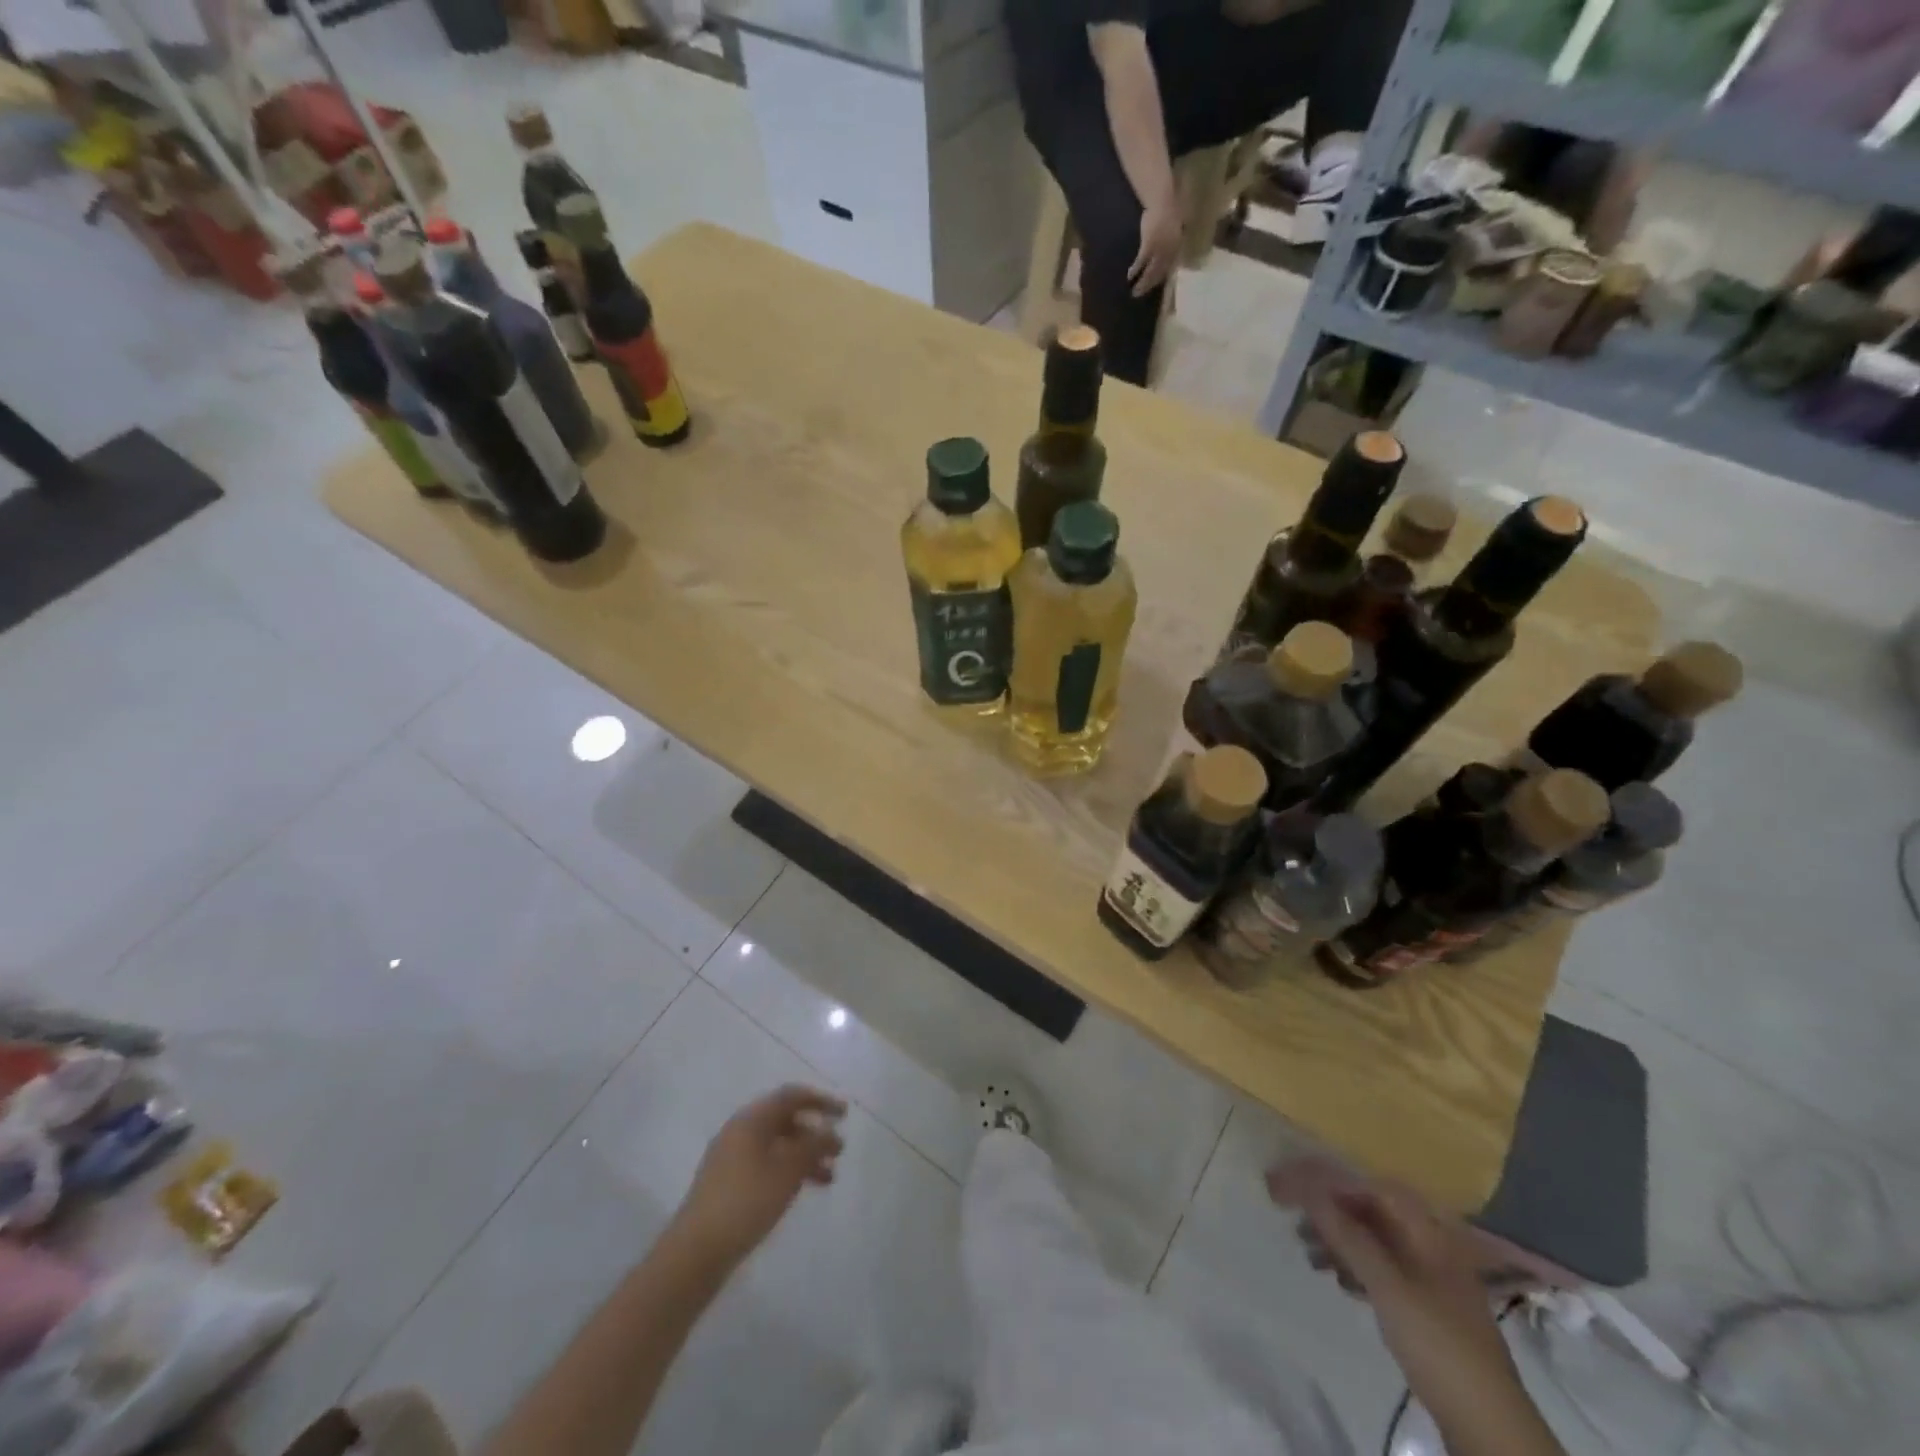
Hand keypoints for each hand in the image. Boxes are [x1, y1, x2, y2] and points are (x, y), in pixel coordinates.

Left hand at [671, 1085, 846, 1269]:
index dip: (820, 1101)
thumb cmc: (746, 1201)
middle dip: (814, 1132)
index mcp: (751, 1119)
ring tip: (829, 1177)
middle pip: (785, 1120)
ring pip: (777, 1146)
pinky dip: (788, 1171)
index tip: (844, 1114)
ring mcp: (732, 1158)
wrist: (696, 1252)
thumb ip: (813, 1145)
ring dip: (804, 1155)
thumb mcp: (787, 1171)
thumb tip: (830, 1129)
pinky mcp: (729, 1183)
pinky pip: (766, 1164)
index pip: (791, 1096)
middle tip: (839, 1149)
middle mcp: (740, 1131)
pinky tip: (803, 1190)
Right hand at [1129, 197, 1182, 297]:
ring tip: (1134, 291)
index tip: (1151, 287)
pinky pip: (1142, 262)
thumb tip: (1166, 254)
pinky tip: (1130, 276)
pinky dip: (1135, 270)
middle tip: (1139, 294)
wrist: (1162, 200)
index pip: (1168, 268)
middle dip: (1149, 285)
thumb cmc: (1168, 211)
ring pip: (1151, 271)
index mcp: (1176, 247)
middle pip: (1159, 273)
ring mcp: (1160, 249)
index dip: (1159, 279)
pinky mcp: (1149, 245)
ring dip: (1142, 283)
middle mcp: (1170, 251)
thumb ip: (1172, 241)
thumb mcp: (1175, 228)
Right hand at [1285, 1178, 1533, 1437]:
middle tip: (1291, 1216)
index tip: (1289, 1184)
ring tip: (1307, 1251)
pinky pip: (1381, 1270)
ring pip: (1373, 1241)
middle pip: (1371, 1211)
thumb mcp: (1387, 1284)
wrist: (1489, 1424)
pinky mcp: (1425, 1307)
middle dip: (1330, 1209)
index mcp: (1427, 1230)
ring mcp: (1429, 1277)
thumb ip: (1347, 1233)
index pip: (1369, 1186)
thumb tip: (1306, 1186)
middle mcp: (1429, 1244)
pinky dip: (1354, 1266)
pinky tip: (1336, 1279)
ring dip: (1338, 1239)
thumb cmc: (1436, 1341)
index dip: (1327, 1180)